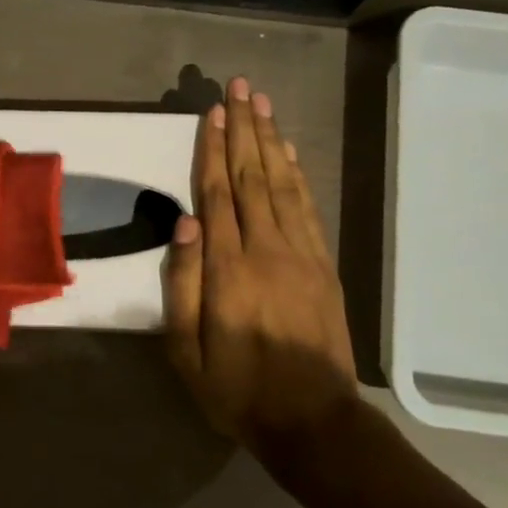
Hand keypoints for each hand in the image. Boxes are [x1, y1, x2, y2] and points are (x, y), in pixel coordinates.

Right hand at [163, 77, 358, 459]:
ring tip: (263, 104)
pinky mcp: (323, 265)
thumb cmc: (237, 390)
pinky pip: (308, 208)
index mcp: (230, 269)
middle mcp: (267, 249)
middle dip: (244, 128)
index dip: (212, 149)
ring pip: (282, 184)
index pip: (218, 194)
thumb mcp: (187, 352)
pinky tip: (289, 152)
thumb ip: (185, 284)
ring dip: (271, 140)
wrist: (314, 421)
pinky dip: (298, 174)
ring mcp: (301, 254)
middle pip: (252, 176)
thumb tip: (185, 221)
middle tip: (240, 87)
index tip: (211, 111)